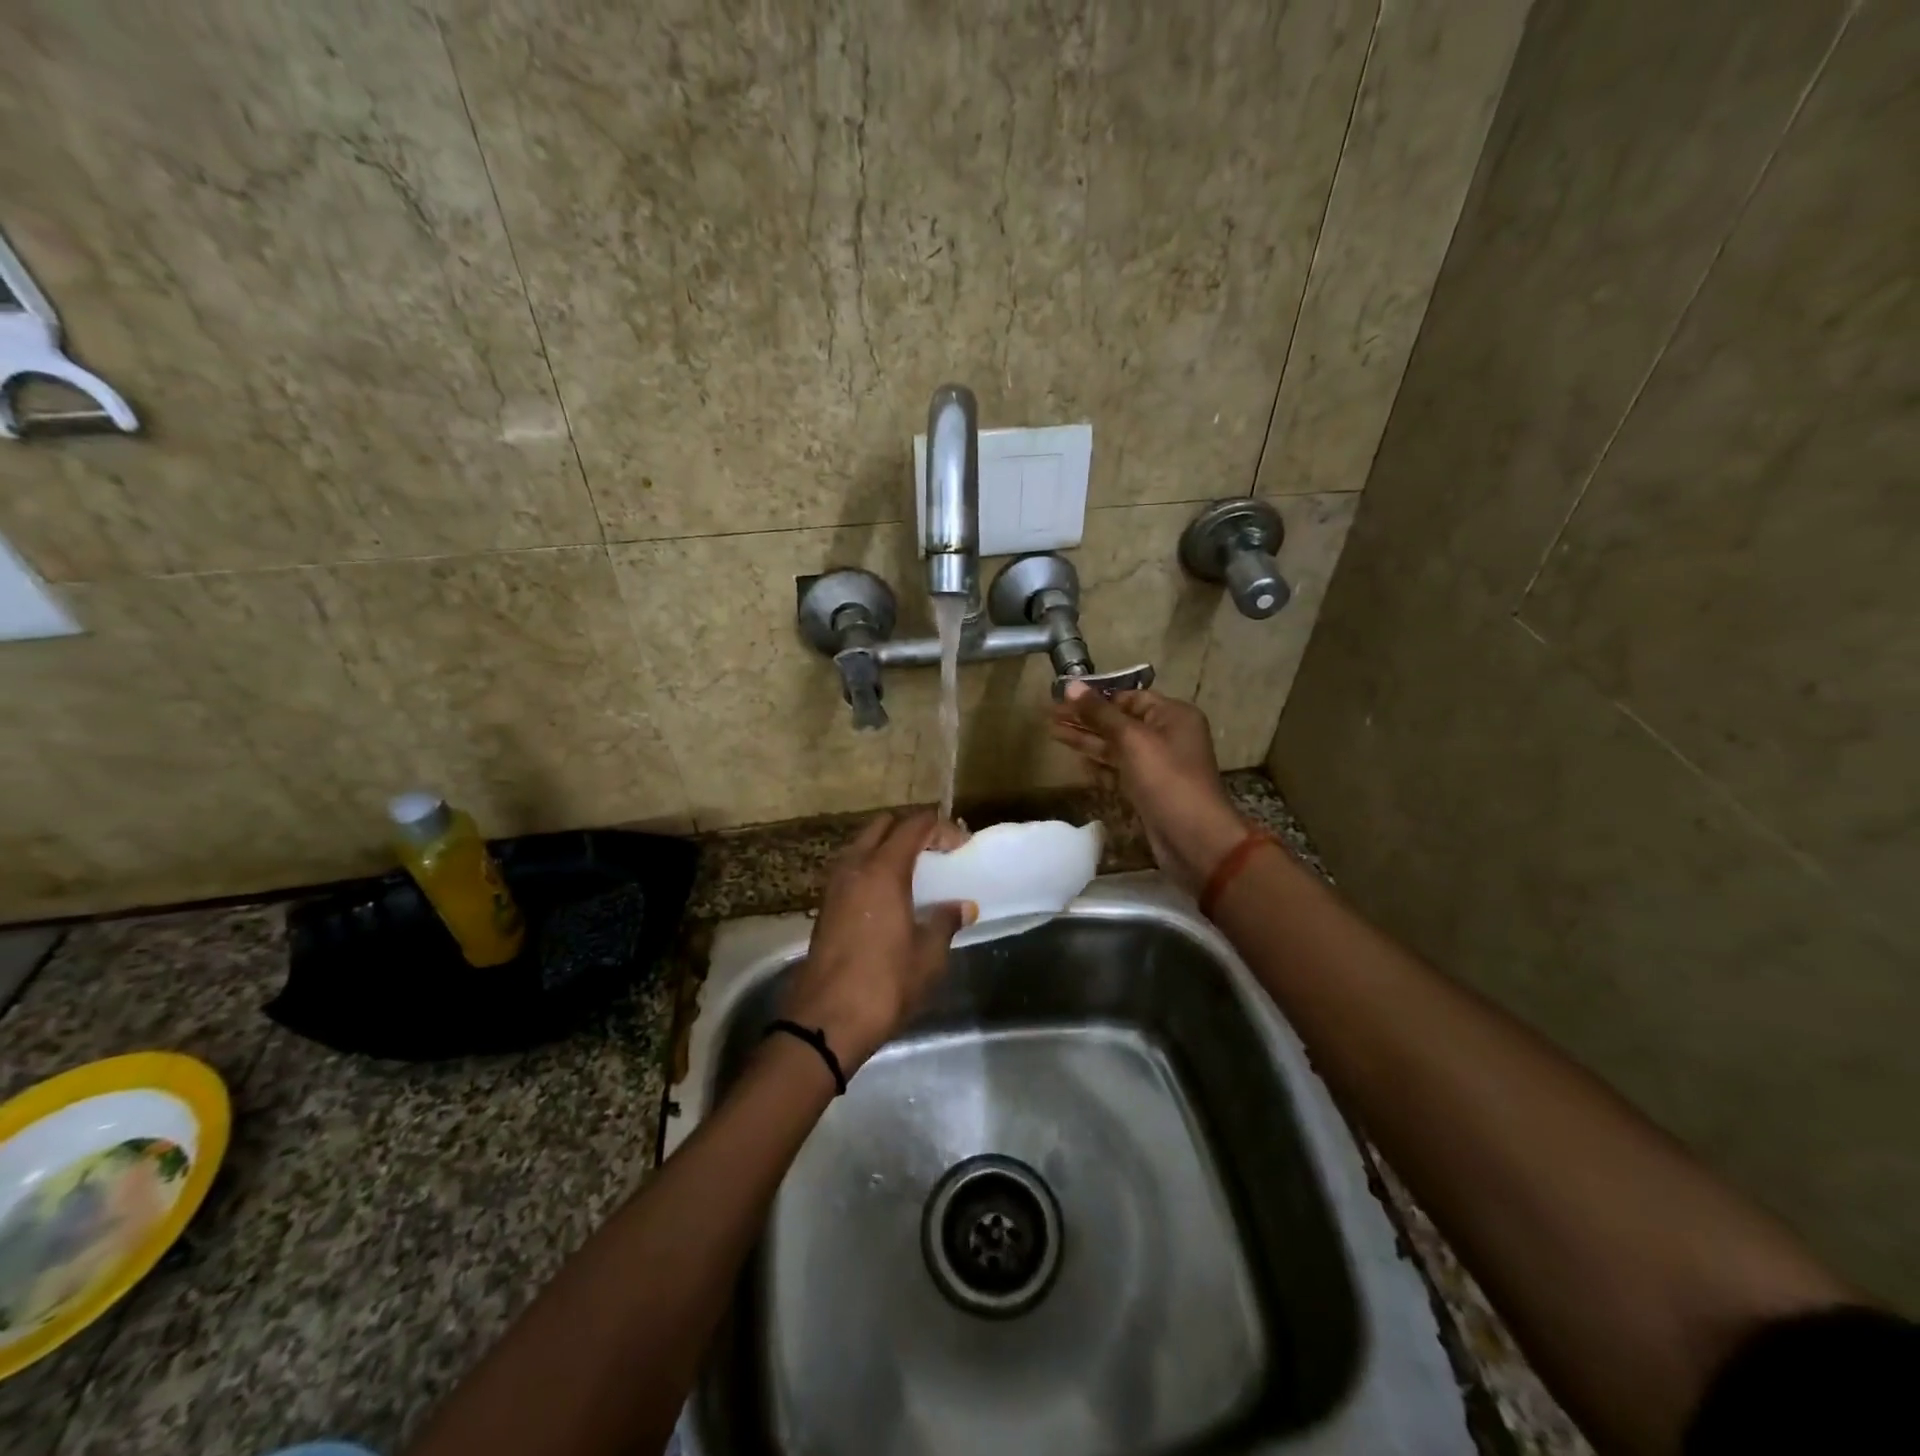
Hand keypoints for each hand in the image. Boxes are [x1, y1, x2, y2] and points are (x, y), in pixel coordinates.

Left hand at [780, 810, 973, 1075]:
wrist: (826, 1021)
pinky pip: (853, 868)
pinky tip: (892, 896)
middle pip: (884, 826)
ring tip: (917, 873)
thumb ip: (945, 922)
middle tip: (938, 852)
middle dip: (912, 830)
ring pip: (863, 845)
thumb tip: (962, 906)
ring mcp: (835, 886)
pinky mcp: (825, 906)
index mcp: (883, 870)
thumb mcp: (928, 955)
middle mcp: (854, 867)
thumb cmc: (885, 984)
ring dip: (889, 848)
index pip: (914, 825)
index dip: (941, 828)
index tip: (962, 847)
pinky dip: (874, 868)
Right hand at [1048, 684, 1249, 895]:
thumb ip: (1100, 713)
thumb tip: (1071, 684)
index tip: (1063, 695)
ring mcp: (1156, 764)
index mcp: (1172, 715)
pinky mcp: (1146, 789)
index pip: (1128, 697)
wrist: (1193, 838)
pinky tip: (1075, 761)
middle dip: (1085, 718)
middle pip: (1119, 721)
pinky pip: (1119, 770)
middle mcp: (1166, 735)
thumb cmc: (1166, 779)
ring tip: (1052, 732)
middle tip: (1049, 714)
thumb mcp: (1132, 739)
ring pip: (1116, 746)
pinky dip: (1099, 765)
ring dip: (1086, 740)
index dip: (1096, 697)